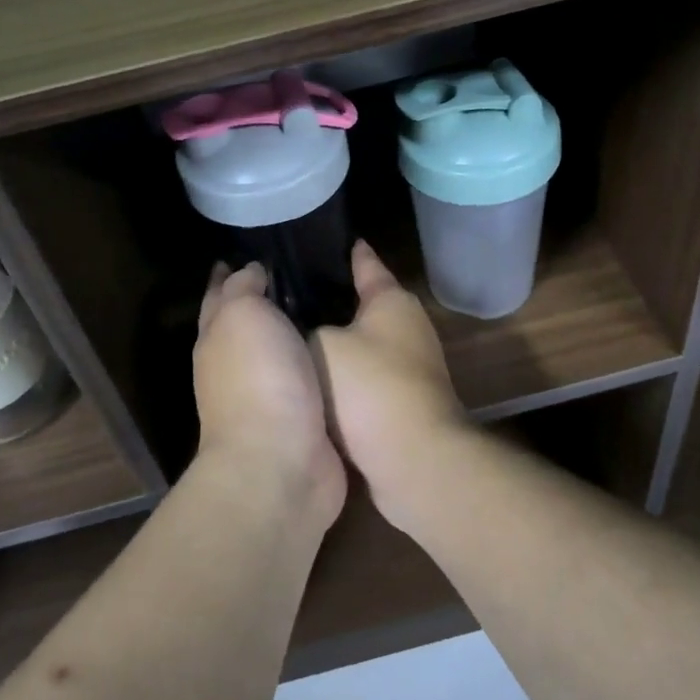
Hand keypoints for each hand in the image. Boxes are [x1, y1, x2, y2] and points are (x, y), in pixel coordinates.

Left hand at [193, 262, 346, 530]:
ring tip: (332, 302)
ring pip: (282, 351)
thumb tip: (249, 270)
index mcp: (217, 338)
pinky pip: (311, 378)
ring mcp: (268, 397)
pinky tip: (345, 347)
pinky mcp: (302, 420)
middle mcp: (236, 367)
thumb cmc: (259, 379)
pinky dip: (323, 361)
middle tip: (305, 270)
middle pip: (248, 323)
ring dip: (298, 331)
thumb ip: (244, 287)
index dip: (228, 273)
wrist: (281, 463)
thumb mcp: (243, 315)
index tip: (250, 251)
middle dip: (265, 299)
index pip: (218, 295)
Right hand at [312, 241, 469, 526]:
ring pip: (361, 342)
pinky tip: (310, 377)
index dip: (347, 251)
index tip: (327, 237)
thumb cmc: (369, 387)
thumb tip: (306, 331)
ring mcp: (409, 367)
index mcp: (391, 300)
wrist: (412, 461)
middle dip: (330, 298)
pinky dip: (341, 374)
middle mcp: (407, 326)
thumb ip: (308, 328)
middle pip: (363, 304)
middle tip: (287, 291)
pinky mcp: (402, 402)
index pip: (366, 263)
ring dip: (335, 341)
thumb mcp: (322, 345)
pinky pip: (363, 376)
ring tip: (292, 332)